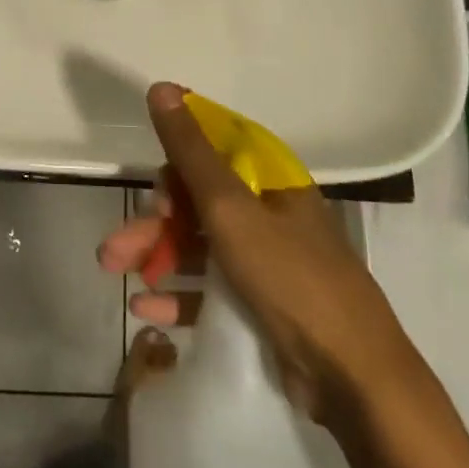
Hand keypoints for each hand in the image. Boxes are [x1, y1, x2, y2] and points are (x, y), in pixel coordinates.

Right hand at [99, 83, 397, 419]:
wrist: (354, 380)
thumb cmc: (290, 277)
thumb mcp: (230, 208)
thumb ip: (191, 150)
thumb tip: (161, 87)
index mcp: (269, 179)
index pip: (213, 147)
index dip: (175, 158)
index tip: (148, 181)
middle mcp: (267, 212)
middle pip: (197, 201)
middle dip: (153, 221)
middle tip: (114, 249)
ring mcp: (265, 260)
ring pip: (198, 244)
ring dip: (156, 255)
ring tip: (116, 274)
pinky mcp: (261, 305)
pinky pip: (210, 288)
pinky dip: (178, 293)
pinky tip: (145, 307)